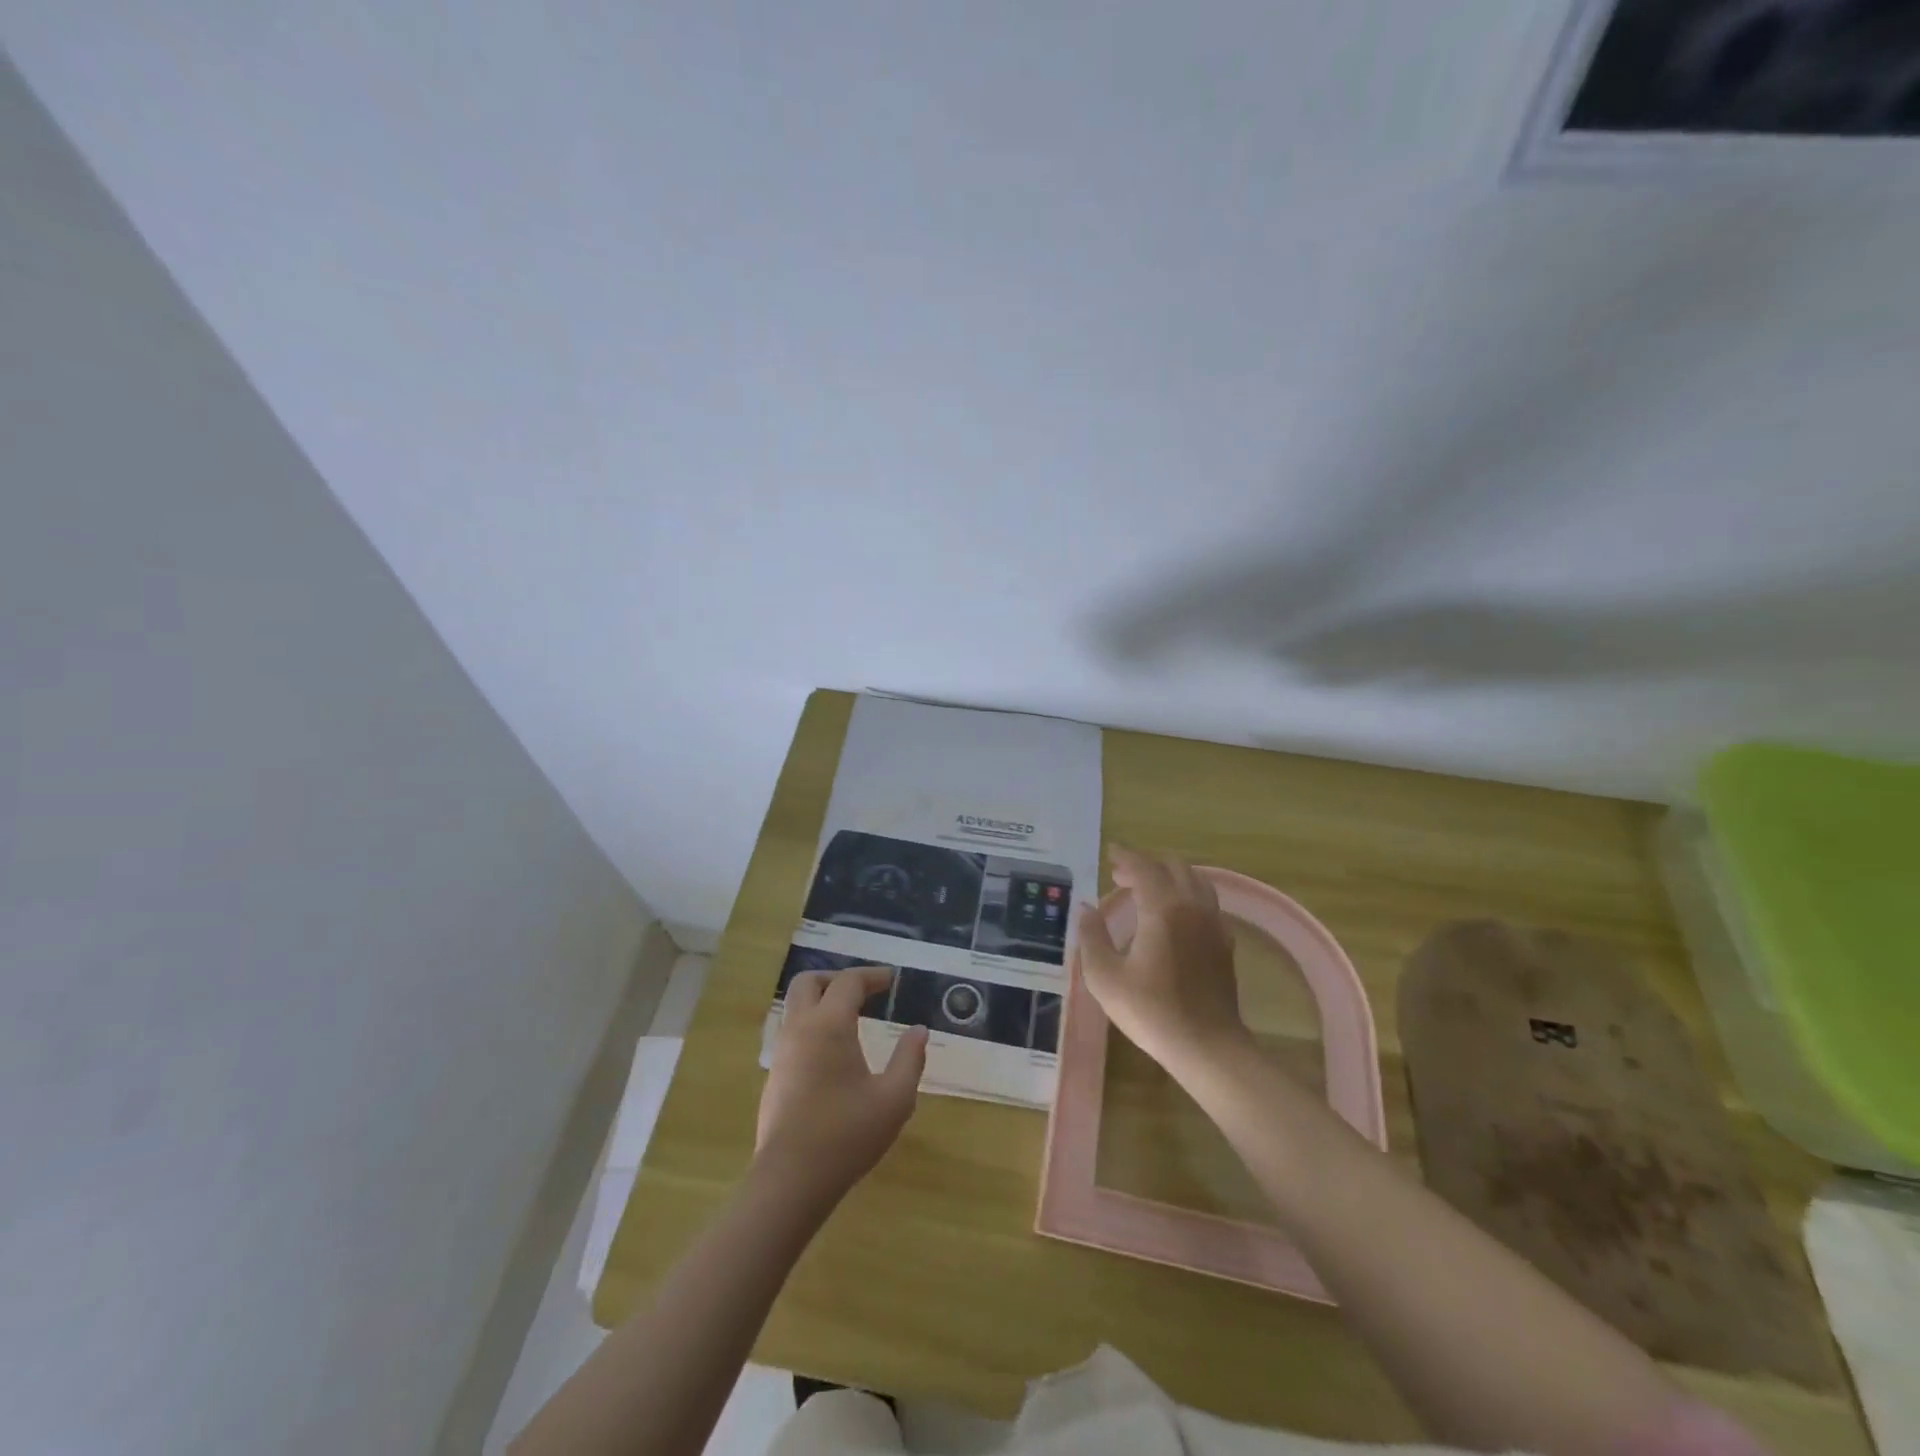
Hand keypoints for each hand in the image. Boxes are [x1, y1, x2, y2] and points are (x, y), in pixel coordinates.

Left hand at [755, 967, 927, 1203]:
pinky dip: (813, 1025)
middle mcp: (800, 1029)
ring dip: (821, 1001)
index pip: (848, 982)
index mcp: (829, 1025)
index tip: (892, 980)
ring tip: (851, 1019)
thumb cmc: (846, 1135)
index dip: (871, 975)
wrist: (790, 1181)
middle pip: (808, 982)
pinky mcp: (775, 1076)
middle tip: (864, 992)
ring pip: (795, 1007)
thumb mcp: (894, 1099)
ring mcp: (782, 1052)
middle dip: (836, 978)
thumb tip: (919, 1031)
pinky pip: (792, 1032)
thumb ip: (910, 1059)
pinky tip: (834, 1052)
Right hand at [1076, 845, 1249, 1082]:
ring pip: (1195, 881)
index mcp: (1162, 908)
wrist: (1207, 1046)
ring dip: (1169, 877)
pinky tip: (1174, 917)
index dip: (1125, 856)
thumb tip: (1086, 909)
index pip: (1143, 867)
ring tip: (1147, 891)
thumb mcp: (1105, 977)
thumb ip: (1092, 937)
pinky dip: (1187, 896)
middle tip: (1121, 876)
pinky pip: (1207, 902)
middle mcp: (1192, 906)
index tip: (1110, 851)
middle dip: (1146, 865)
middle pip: (1173, 867)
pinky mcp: (1224, 943)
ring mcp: (1213, 923)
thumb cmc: (1151, 1011)